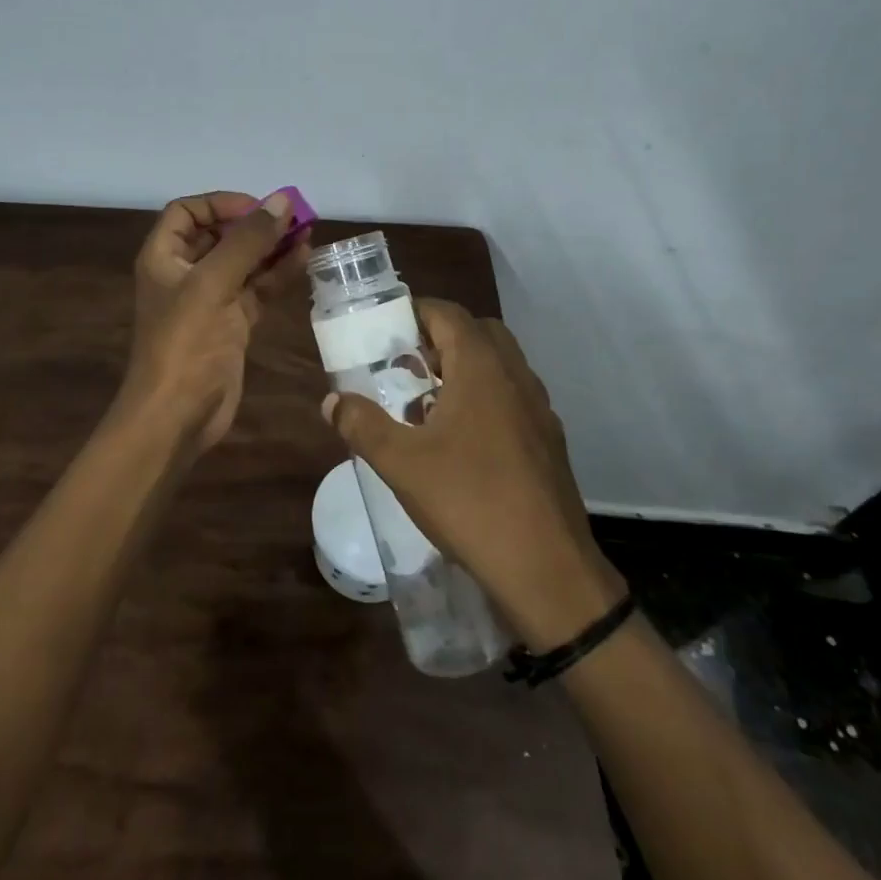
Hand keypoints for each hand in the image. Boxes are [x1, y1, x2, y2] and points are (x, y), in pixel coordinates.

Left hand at [117, 190, 307, 460]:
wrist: (178, 415)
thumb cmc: (185, 343)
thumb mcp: (213, 284)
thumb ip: (248, 241)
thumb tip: (282, 200)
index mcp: (165, 257)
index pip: (188, 212)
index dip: (221, 203)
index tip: (258, 208)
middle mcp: (185, 274)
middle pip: (220, 235)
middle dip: (255, 224)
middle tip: (294, 217)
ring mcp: (210, 300)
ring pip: (243, 262)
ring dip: (271, 247)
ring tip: (307, 233)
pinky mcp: (232, 324)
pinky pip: (256, 289)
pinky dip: (277, 275)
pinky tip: (302, 260)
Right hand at [322, 300, 624, 649]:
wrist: (547, 567)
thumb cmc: (469, 501)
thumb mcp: (401, 463)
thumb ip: (362, 425)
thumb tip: (332, 400)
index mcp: (482, 367)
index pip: (448, 314)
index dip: (414, 312)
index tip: (385, 329)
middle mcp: (516, 376)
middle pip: (478, 333)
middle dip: (440, 339)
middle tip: (406, 365)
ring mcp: (539, 408)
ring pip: (499, 367)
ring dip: (464, 370)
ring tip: (427, 403)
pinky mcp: (548, 440)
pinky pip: (512, 398)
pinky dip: (484, 399)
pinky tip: (461, 441)